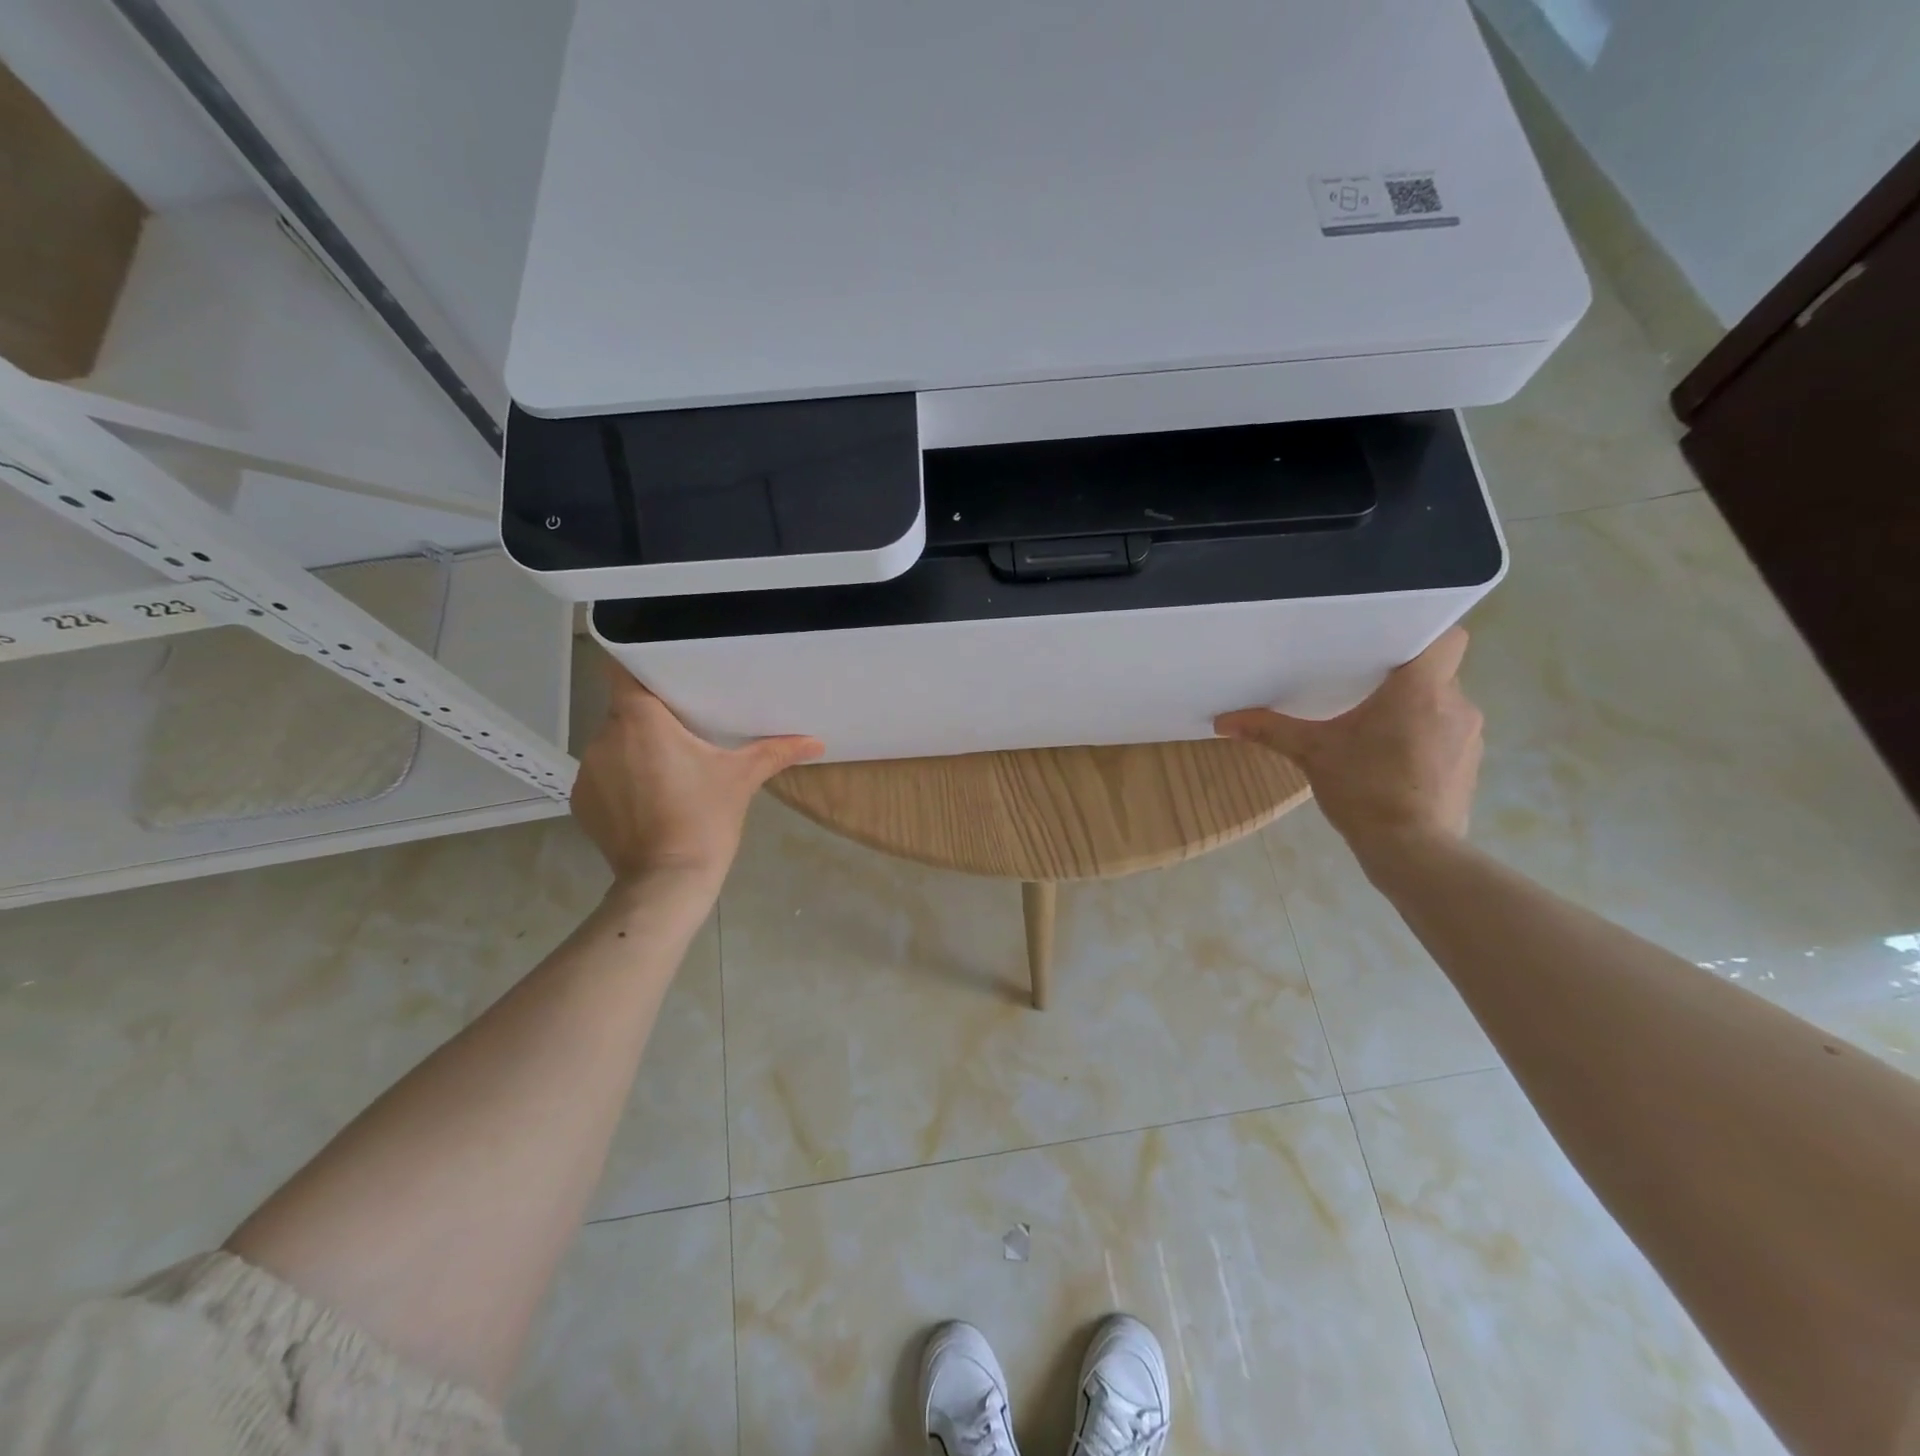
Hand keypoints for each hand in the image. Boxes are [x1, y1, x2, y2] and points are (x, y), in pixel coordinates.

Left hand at [572, 659, 823, 892]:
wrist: (667, 881)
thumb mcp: (743, 778)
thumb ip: (776, 752)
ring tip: (668, 769)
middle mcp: (604, 737)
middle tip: (684, 731)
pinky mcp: (581, 801)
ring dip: (635, 750)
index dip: (640, 669)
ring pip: (613, 744)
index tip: (665, 678)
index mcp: (640, 720)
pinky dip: (622, 780)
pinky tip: (648, 799)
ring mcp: (589, 771)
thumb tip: (817, 742)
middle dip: (650, 718)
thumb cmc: (705, 818)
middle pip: (624, 711)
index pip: (623, 672)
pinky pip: (603, 775)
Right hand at [1215, 627, 1482, 858]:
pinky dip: (1425, 739)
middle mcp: (1456, 704)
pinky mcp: (1471, 765)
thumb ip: (1270, 729)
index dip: (1423, 632)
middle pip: (1437, 672)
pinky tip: (1395, 761)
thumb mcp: (1311, 753)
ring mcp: (1470, 736)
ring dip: (1415, 711)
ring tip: (1376, 730)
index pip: (1447, 636)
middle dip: (1404, 678)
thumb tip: (1222, 721)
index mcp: (1420, 689)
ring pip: (1442, 704)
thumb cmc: (1364, 789)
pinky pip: (1448, 735)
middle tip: (1364, 687)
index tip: (1390, 642)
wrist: (1412, 850)